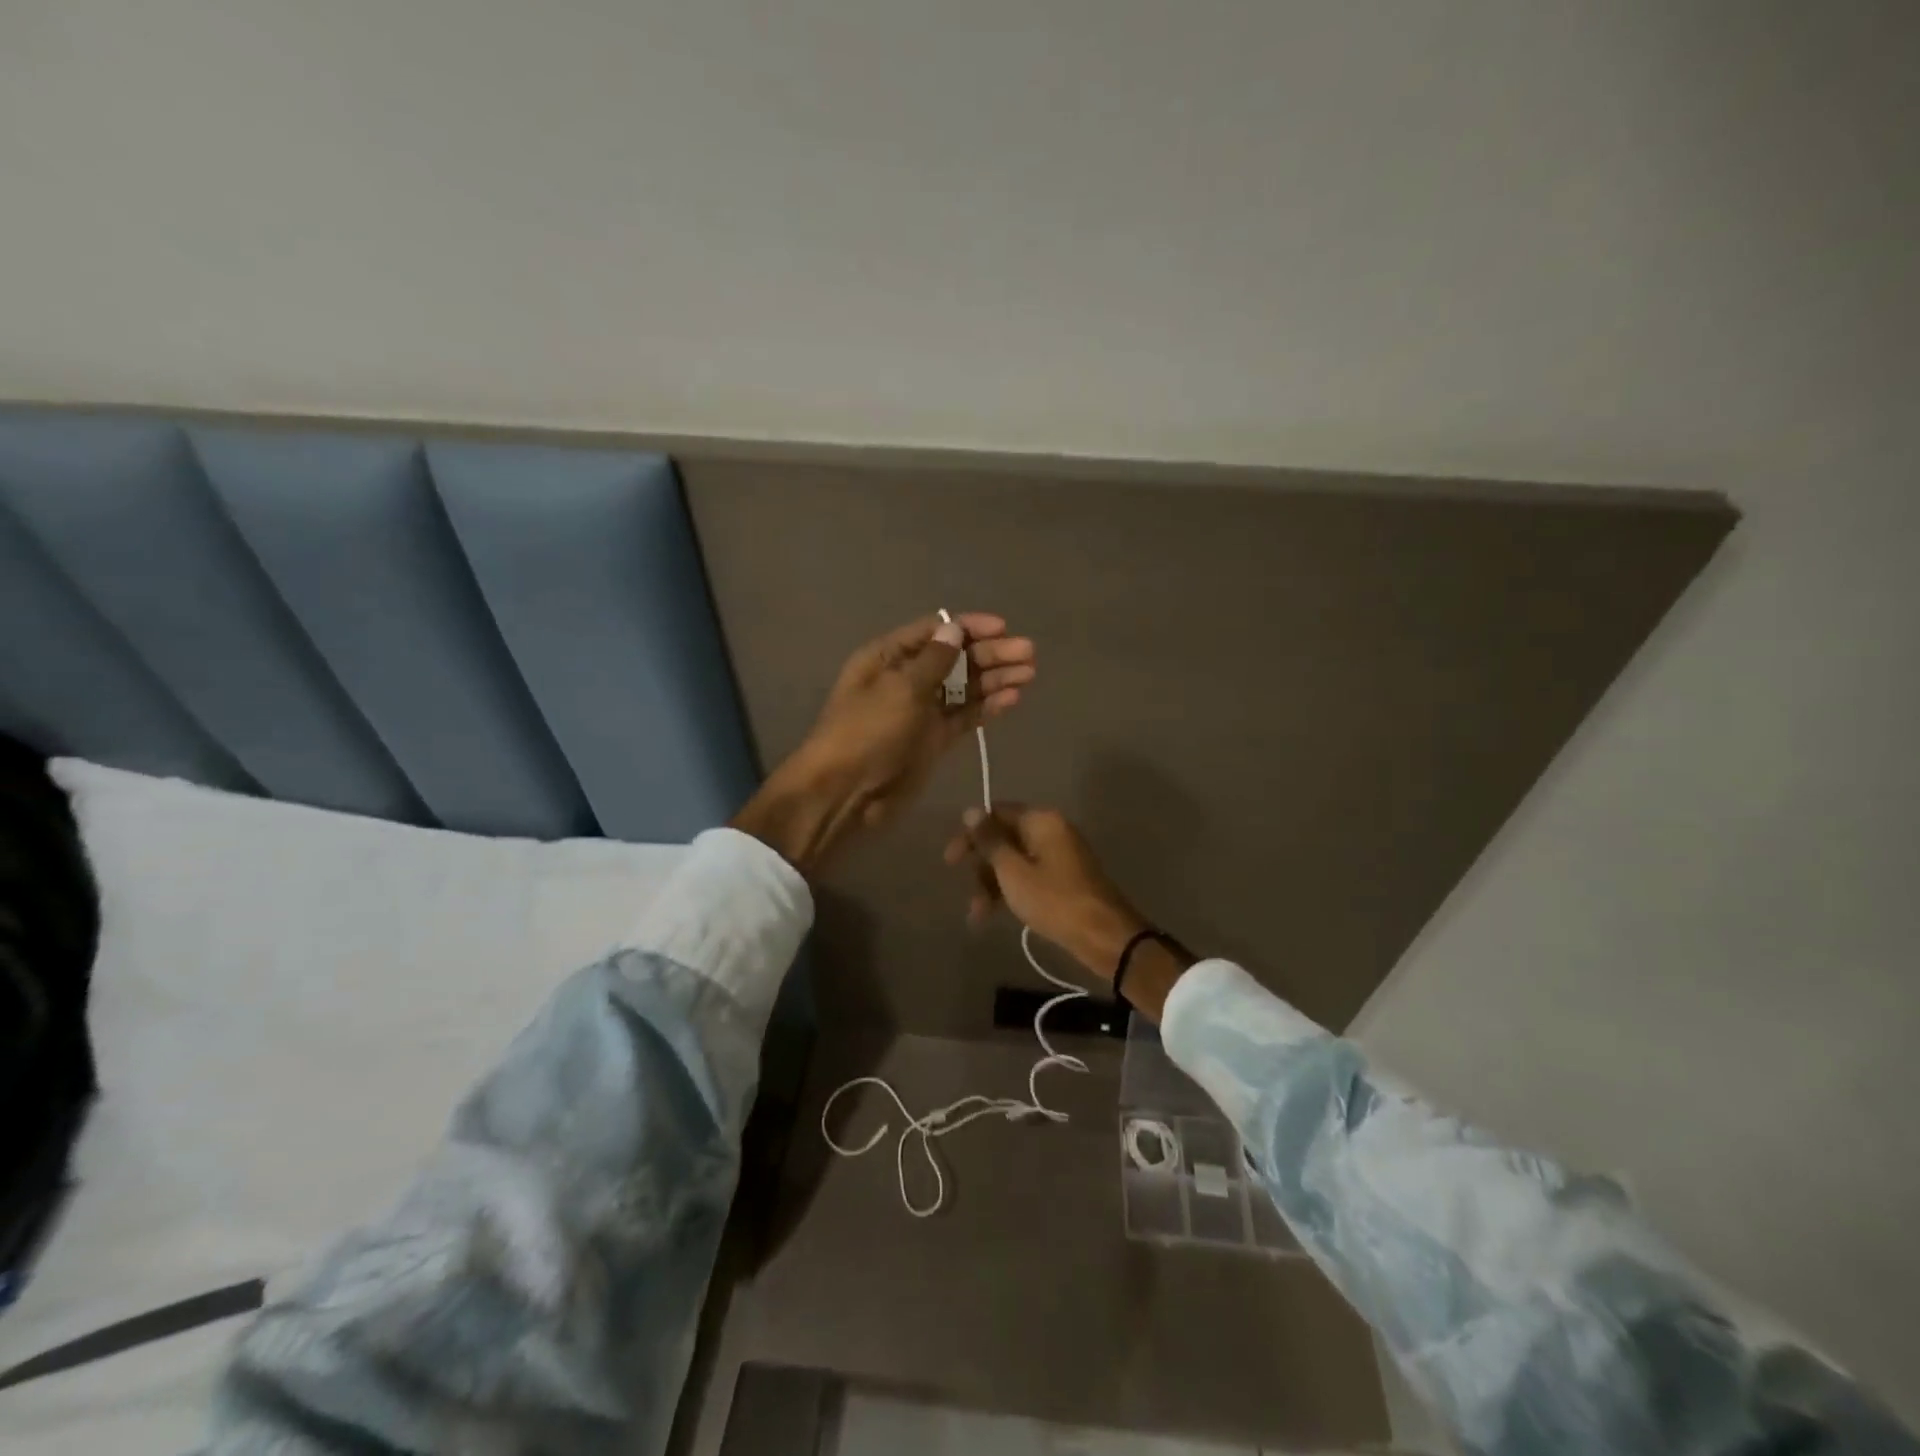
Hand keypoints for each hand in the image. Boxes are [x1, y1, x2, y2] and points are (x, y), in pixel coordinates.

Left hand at [732, 614, 1035, 875]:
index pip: (934, 631)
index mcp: (888, 657)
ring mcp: (922, 710)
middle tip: (1028, 653)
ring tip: (1029, 673)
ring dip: (995, 678)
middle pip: (955, 658)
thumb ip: (933, 660)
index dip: (968, 627)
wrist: (845, 793)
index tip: (1003, 628)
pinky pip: (964, 715)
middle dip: (990, 653)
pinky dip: (987, 707)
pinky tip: (1012, 698)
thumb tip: (955, 629)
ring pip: (964, 687)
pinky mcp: (934, 739)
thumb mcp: (900, 689)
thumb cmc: (866, 732)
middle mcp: (907, 678)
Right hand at [942, 805, 1148, 981]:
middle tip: (967, 892)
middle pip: (1005, 838)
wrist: (1105, 937)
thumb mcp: (1013, 871)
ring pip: (1014, 862)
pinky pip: (1028, 877)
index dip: (970, 834)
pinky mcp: (1063, 880)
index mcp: (1042, 821)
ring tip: (977, 914)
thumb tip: (971, 811)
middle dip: (981, 866)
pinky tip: (992, 915)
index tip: (950, 860)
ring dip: (992, 884)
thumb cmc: (1054, 900)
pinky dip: (1010, 892)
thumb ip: (990, 841)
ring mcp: (1059, 857)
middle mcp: (1051, 832)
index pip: (997, 814)